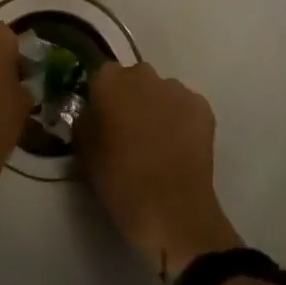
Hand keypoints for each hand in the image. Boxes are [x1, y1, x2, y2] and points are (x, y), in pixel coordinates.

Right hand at [80, 62, 241, 280]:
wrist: (169, 209)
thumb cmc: (118, 179)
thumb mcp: (83, 150)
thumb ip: (85, 120)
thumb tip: (93, 113)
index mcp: (108, 80)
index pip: (101, 77)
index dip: (102, 98)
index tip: (103, 119)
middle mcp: (142, 74)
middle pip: (134, 79)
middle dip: (131, 98)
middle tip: (130, 130)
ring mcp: (175, 89)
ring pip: (162, 92)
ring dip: (158, 108)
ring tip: (158, 141)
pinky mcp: (202, 107)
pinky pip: (186, 107)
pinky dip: (182, 120)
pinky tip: (179, 146)